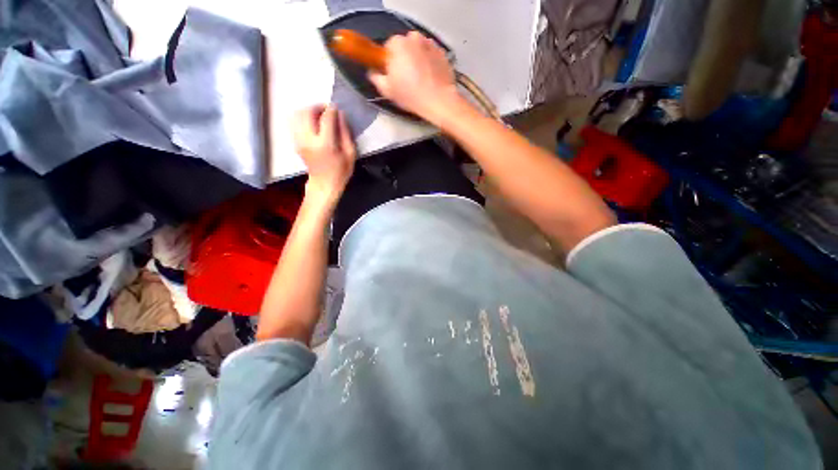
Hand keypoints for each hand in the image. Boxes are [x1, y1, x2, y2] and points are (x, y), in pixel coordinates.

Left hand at [292, 105, 355, 201]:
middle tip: (327, 110)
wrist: (324, 184)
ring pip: (298, 115)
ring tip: (319, 115)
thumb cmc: (341, 171)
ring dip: (309, 111)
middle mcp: (309, 140)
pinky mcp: (296, 142)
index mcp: (325, 144)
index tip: (337, 109)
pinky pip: (295, 122)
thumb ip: (346, 133)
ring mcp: (299, 141)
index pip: (326, 118)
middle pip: (307, 112)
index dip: (332, 110)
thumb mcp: (350, 154)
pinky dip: (303, 118)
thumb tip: (340, 115)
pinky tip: (313, 123)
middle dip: (318, 107)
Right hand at [368, 32, 462, 124]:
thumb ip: (376, 78)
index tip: (393, 74)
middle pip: (405, 46)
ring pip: (419, 49)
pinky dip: (430, 63)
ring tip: (420, 79)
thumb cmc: (410, 95)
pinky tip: (430, 78)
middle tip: (406, 78)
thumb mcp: (387, 90)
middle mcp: (415, 37)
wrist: (438, 100)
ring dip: (417, 59)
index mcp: (398, 43)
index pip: (389, 47)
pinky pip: (432, 56)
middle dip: (404, 58)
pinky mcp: (443, 53)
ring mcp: (431, 44)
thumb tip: (372, 72)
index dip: (389, 61)